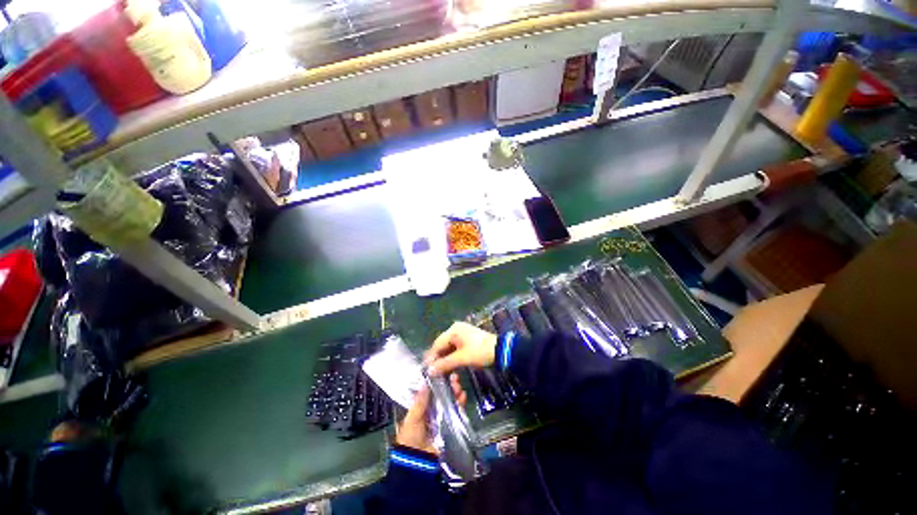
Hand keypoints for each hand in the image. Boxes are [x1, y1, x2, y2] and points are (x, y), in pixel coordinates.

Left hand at [396, 374, 466, 452]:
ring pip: (450, 401)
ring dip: (455, 392)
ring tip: (458, 385)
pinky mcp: (451, 425)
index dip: (438, 381)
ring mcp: (443, 417)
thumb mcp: (412, 418)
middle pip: (443, 394)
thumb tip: (424, 381)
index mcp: (422, 407)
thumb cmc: (410, 437)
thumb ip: (420, 401)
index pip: (432, 391)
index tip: (443, 372)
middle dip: (448, 385)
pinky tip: (462, 396)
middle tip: (453, 377)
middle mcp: (433, 410)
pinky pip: (457, 412)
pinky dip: (460, 403)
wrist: (418, 462)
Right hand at [424, 322, 497, 376]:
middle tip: (435, 373)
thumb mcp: (462, 358)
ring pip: (449, 348)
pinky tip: (452, 366)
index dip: (432, 358)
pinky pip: (456, 348)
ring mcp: (462, 334)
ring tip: (443, 372)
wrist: (500, 350)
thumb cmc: (480, 352)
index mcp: (453, 330)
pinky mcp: (468, 340)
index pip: (437, 344)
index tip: (427, 371)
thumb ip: (445, 364)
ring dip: (446, 359)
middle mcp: (456, 329)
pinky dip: (453, 357)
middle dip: (439, 359)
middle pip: (443, 345)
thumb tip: (429, 371)